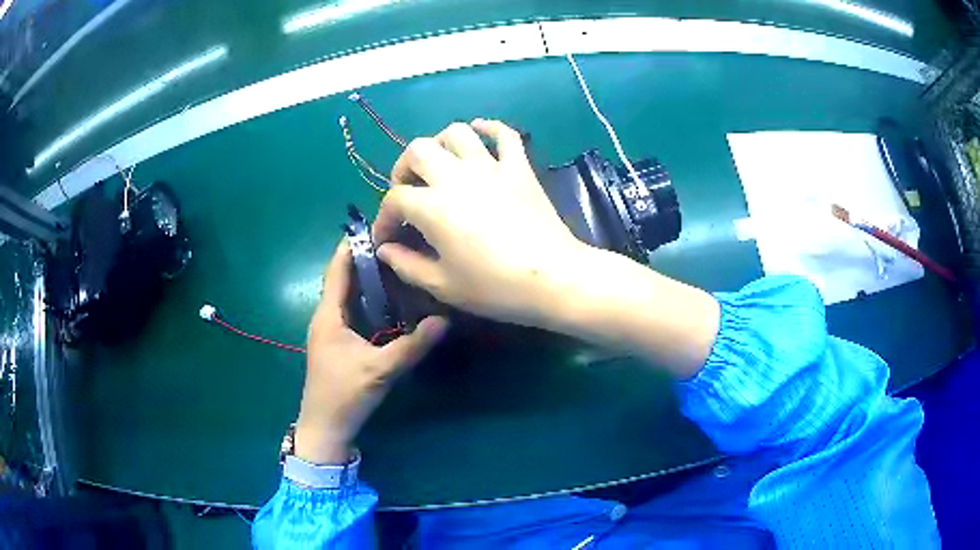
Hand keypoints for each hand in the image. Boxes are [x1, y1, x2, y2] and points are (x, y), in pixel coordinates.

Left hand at [295, 240, 447, 464]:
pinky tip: (391, 301)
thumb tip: (444, 320)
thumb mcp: (380, 370)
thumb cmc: (344, 395)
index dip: (352, 246)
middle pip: (344, 279)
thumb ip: (412, 346)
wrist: (326, 427)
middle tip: (396, 241)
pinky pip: (354, 312)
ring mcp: (331, 331)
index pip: (337, 270)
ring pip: (349, 296)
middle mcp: (326, 317)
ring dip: (368, 280)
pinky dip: (369, 301)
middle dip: (366, 259)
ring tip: (397, 263)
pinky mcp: (338, 343)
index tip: (374, 225)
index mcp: (328, 315)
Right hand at [373, 119, 591, 327]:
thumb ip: (406, 265)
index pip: (395, 200)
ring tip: (439, 164)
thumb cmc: (495, 287)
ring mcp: (490, 167)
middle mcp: (456, 177)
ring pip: (457, 133)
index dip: (383, 219)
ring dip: (439, 143)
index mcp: (432, 206)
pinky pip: (505, 134)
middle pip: (418, 151)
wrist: (553, 278)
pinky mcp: (519, 168)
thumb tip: (385, 250)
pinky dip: (490, 128)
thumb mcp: (443, 285)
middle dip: (403, 169)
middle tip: (408, 191)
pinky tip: (480, 132)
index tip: (385, 239)